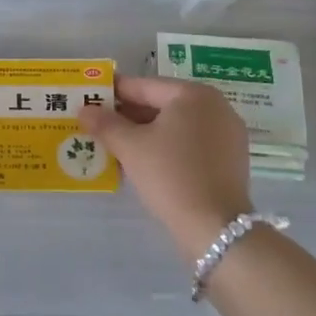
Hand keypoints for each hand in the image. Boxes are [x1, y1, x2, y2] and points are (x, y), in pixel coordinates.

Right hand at [82, 76, 252, 259]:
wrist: (215, 229)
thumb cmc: (171, 175)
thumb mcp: (130, 147)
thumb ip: (105, 124)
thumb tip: (84, 110)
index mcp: (193, 94)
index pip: (144, 86)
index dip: (113, 92)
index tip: (90, 98)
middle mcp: (215, 106)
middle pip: (161, 104)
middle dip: (128, 115)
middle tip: (98, 124)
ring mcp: (227, 134)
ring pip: (176, 126)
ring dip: (145, 133)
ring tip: (115, 144)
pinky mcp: (230, 160)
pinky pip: (190, 143)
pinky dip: (167, 147)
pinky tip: (143, 161)